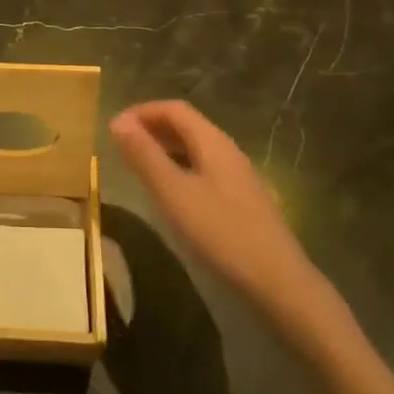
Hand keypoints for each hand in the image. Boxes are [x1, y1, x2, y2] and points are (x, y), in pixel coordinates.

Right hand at [109, 101, 344, 341]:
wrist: (279, 284)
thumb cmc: (222, 234)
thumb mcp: (174, 193)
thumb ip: (145, 156)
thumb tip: (118, 122)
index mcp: (213, 142)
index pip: (174, 109)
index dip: (142, 112)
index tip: (113, 127)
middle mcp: (227, 151)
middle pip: (186, 125)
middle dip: (151, 127)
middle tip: (120, 144)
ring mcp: (237, 177)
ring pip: (194, 148)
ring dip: (164, 148)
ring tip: (137, 165)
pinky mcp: (240, 201)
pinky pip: (202, 169)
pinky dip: (178, 168)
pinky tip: (168, 192)